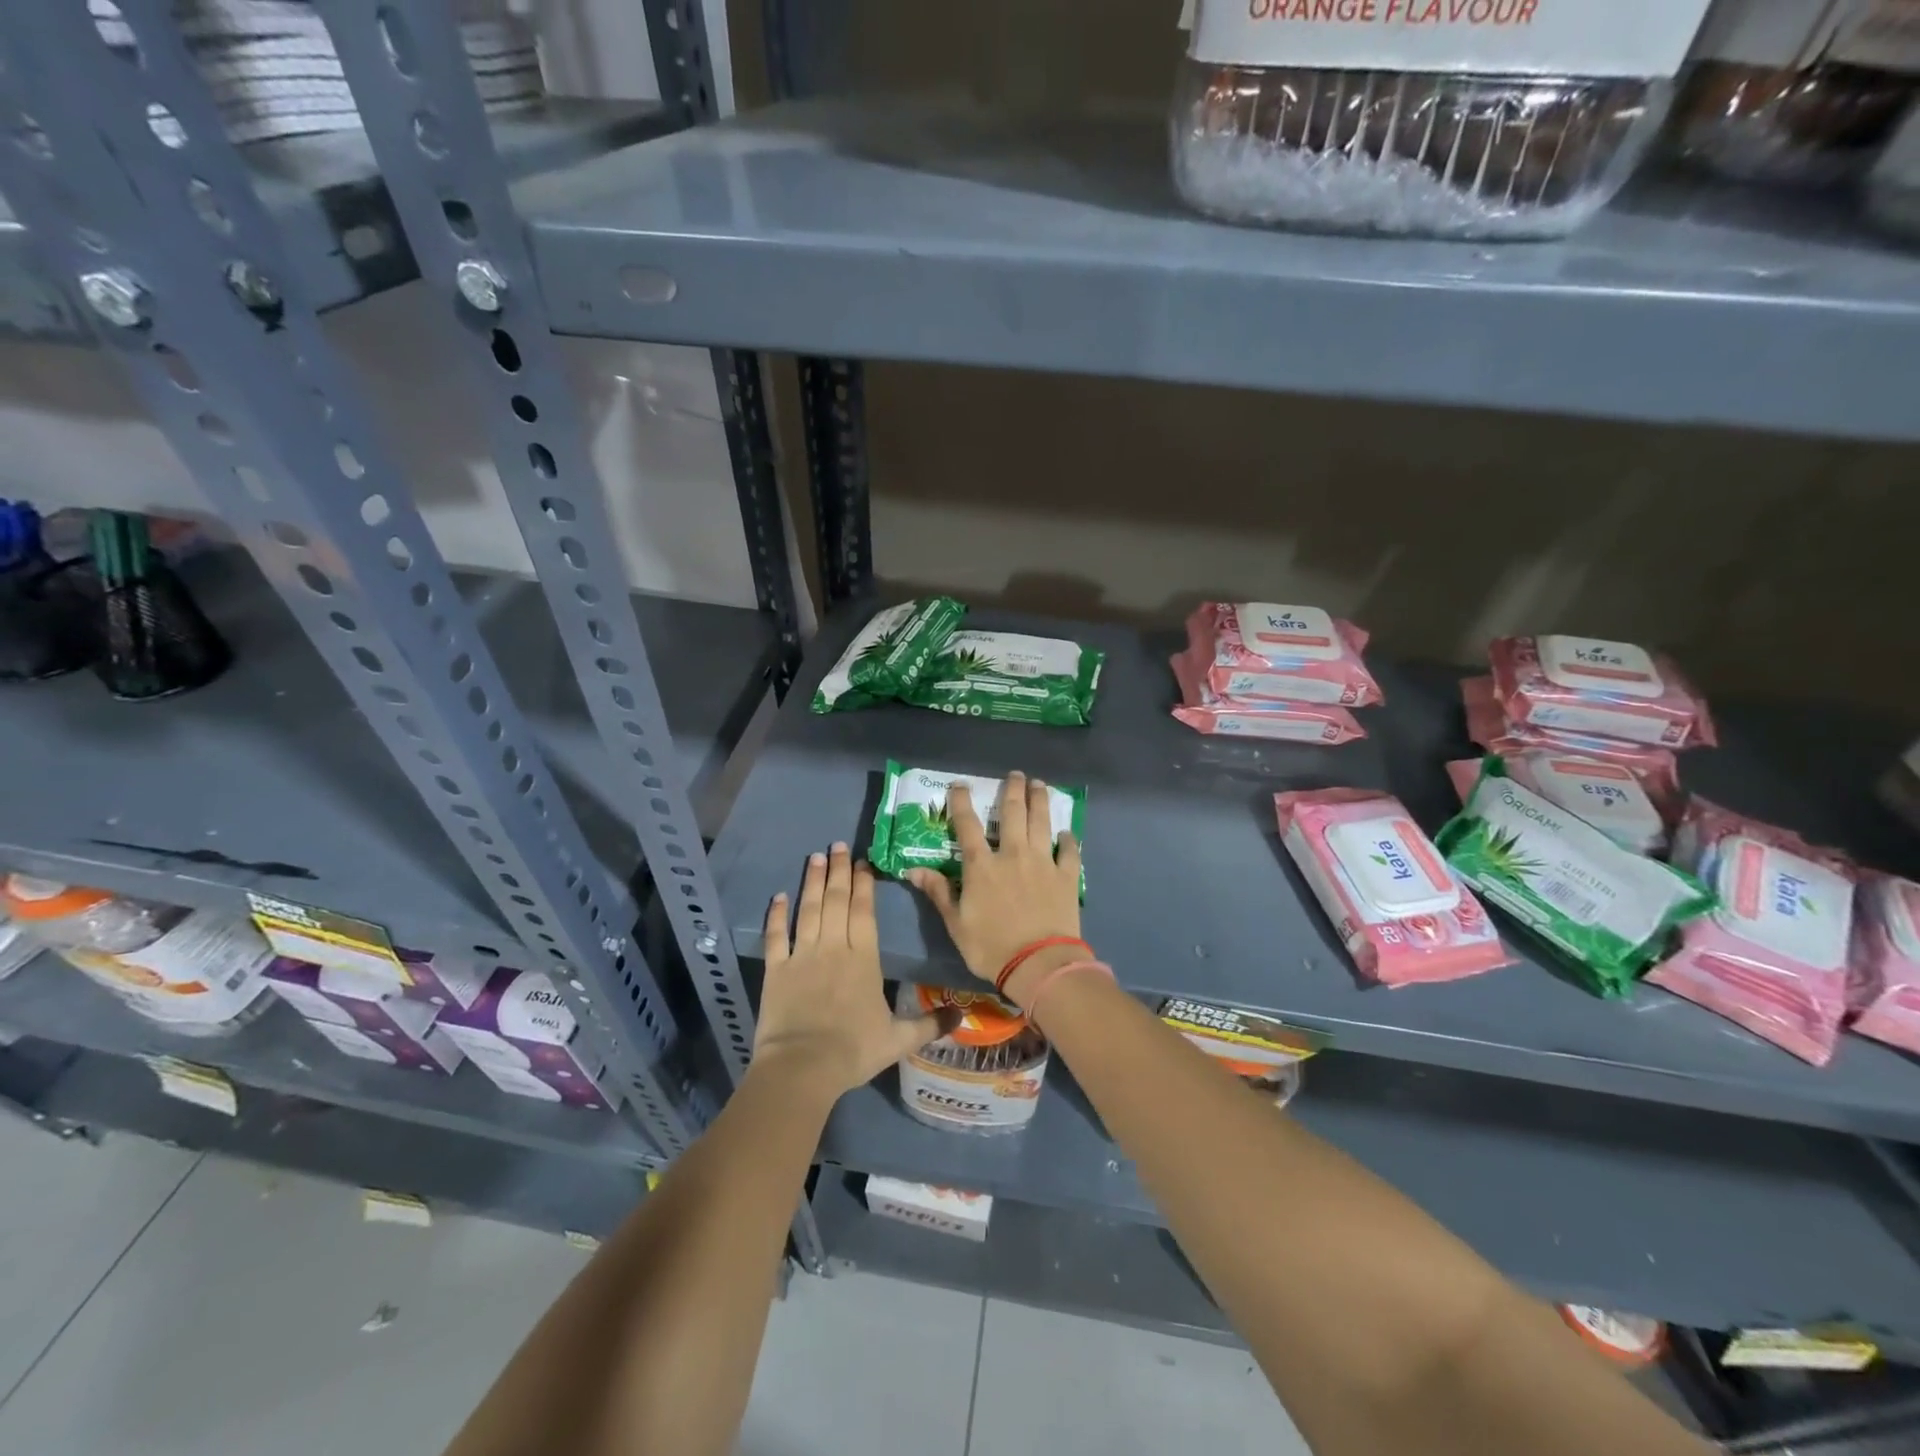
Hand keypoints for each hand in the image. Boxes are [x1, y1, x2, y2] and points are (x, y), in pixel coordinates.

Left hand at [754, 843, 944, 1099]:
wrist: (803, 1067)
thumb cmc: (853, 1050)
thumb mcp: (899, 1039)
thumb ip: (930, 1024)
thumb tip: (963, 1015)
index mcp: (863, 958)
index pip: (863, 911)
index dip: (863, 884)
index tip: (862, 862)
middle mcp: (833, 947)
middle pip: (836, 901)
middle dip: (838, 871)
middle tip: (837, 845)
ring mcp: (802, 955)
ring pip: (809, 910)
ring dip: (812, 882)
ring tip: (814, 857)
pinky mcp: (776, 970)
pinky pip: (776, 936)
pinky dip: (777, 915)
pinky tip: (779, 896)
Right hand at [906, 771, 1084, 1008]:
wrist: (1039, 963)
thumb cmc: (991, 946)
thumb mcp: (955, 923)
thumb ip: (937, 892)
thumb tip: (912, 869)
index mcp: (981, 866)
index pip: (967, 826)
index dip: (961, 802)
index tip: (960, 784)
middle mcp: (1013, 855)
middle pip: (1013, 814)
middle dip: (1013, 790)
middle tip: (1016, 774)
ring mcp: (1043, 862)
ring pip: (1042, 823)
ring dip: (1040, 801)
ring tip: (1040, 785)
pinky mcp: (1066, 876)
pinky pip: (1069, 852)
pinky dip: (1069, 840)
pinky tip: (1068, 832)